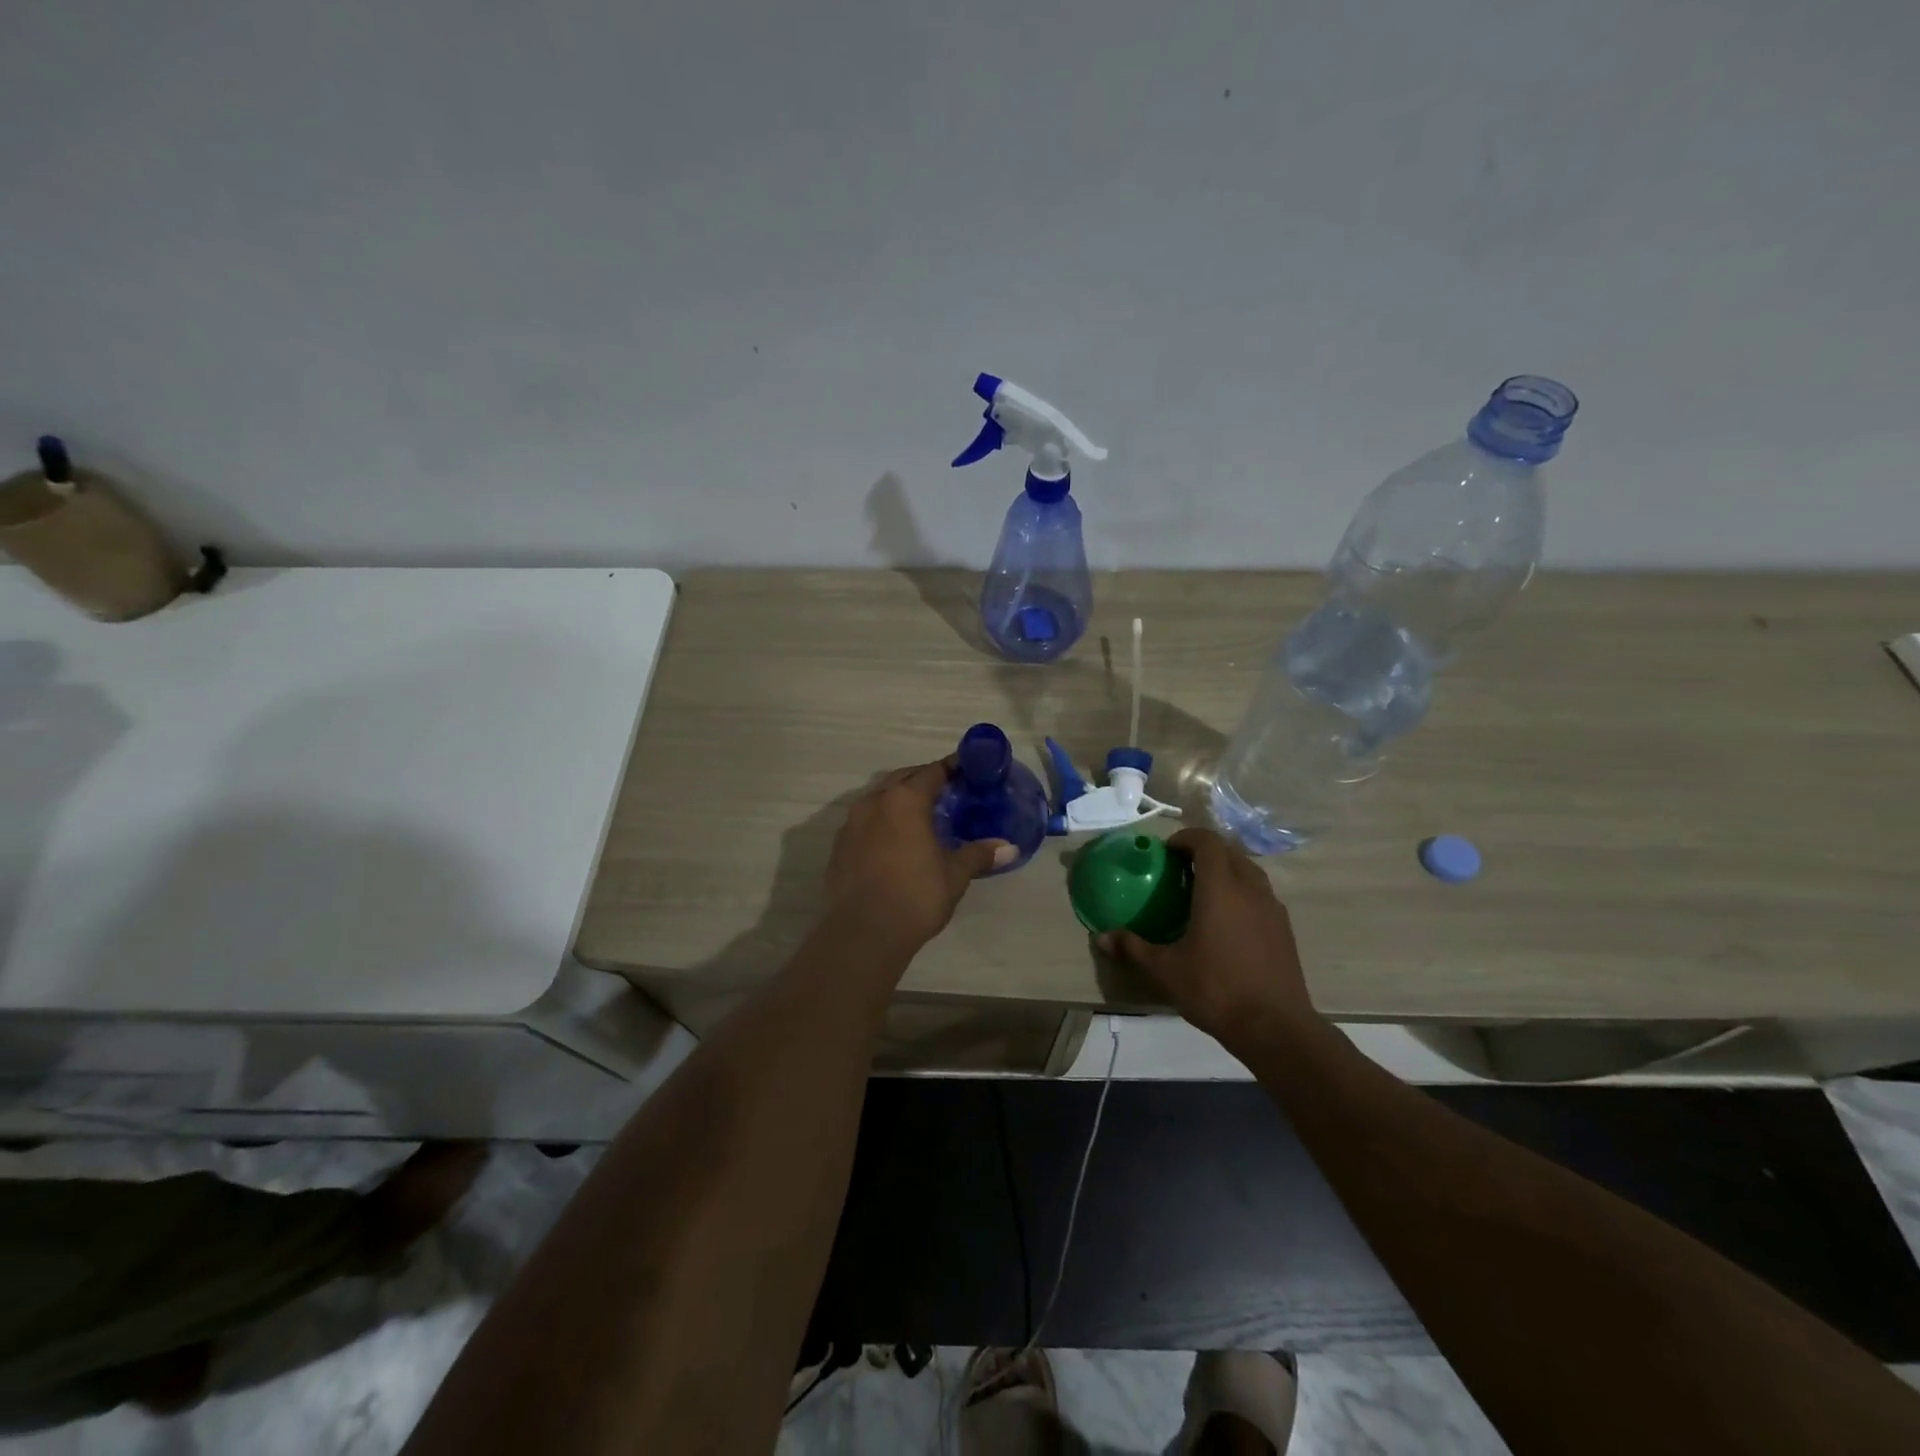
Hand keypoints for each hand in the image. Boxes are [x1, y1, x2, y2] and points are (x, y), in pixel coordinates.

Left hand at [825, 760, 1015, 948]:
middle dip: (923, 780)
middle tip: (946, 792)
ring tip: (920, 817)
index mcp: (905, 800)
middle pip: (902, 779)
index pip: (932, 772)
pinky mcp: (839, 846)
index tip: (966, 770)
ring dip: (899, 801)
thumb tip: (1009, 848)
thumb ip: (979, 855)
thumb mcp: (954, 875)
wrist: (864, 932)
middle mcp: (874, 802)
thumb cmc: (916, 896)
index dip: (951, 768)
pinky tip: (894, 843)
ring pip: (879, 799)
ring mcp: (851, 823)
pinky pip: (864, 823)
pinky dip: (881, 823)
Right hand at [1097, 827, 1315, 1044]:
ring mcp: (1272, 909)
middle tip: (1181, 869)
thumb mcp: (1165, 970)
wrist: (1275, 1028)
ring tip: (1204, 892)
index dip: (1186, 838)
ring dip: (1227, 871)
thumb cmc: (1216, 989)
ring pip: (1250, 872)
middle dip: (1205, 852)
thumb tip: (1101, 937)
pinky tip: (1228, 922)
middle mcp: (1250, 890)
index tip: (1167, 851)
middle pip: (1230, 852)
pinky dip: (1243, 893)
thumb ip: (1133, 948)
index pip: (1207, 842)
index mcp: (1220, 889)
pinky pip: (1261, 895)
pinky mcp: (1285, 930)